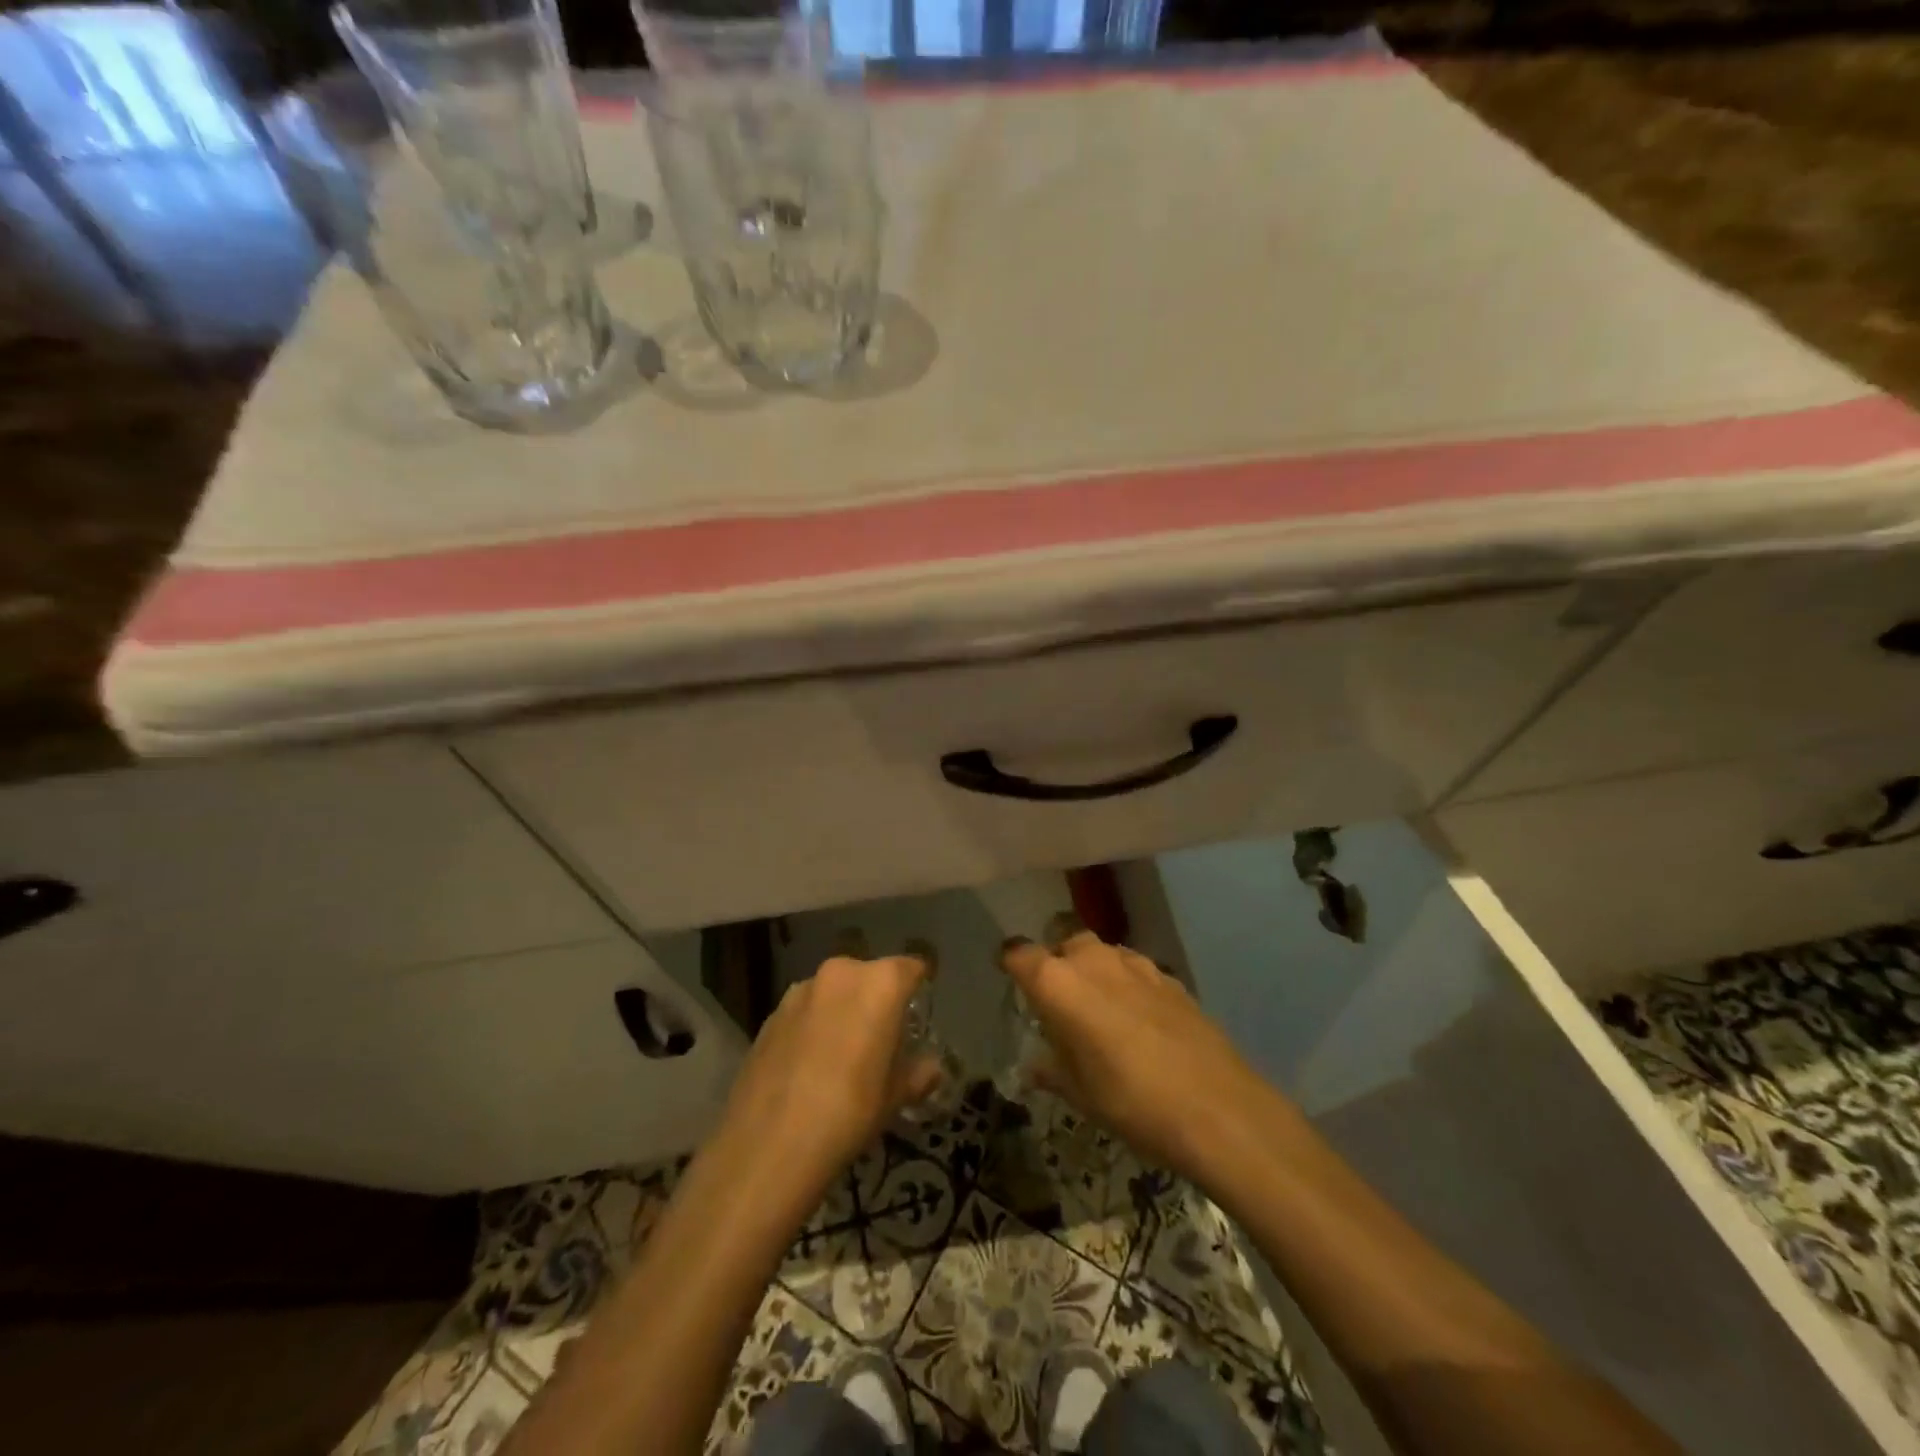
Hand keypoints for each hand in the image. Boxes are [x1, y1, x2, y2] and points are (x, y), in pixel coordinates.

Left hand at [719, 955, 944, 1186]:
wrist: (768, 1144)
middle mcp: (840, 974)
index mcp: (879, 984)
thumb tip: (932, 1068)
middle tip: (883, 1037)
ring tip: (843, 1053)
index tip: (920, 1009)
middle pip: (869, 976)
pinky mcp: (770, 1014)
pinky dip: (813, 1026)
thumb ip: (917, 1074)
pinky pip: (805, 1011)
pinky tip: (809, 1065)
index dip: (919, 986)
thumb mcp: (894, 1097)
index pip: (911, 968)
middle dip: (878, 999)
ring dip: (842, 1011)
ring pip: (834, 992)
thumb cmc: (849, 1112)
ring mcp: (800, 991)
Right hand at [1001, 930, 1276, 1177]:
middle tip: (1057, 998)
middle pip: (1063, 940)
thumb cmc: (1130, 1102)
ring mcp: (1135, 964)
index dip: (1010, 961)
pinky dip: (1126, 984)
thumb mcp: (1080, 1093)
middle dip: (1056, 960)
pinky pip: (1134, 970)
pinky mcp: (1169, 977)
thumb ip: (1051, 1070)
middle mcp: (1093, 960)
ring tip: (1098, 1008)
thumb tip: (1034, 1066)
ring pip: (1101, 952)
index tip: (1007, 975)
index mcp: (1058, 983)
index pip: (1019, 953)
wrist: (1217, 1108)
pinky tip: (1138, 1020)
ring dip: (1093, 971)